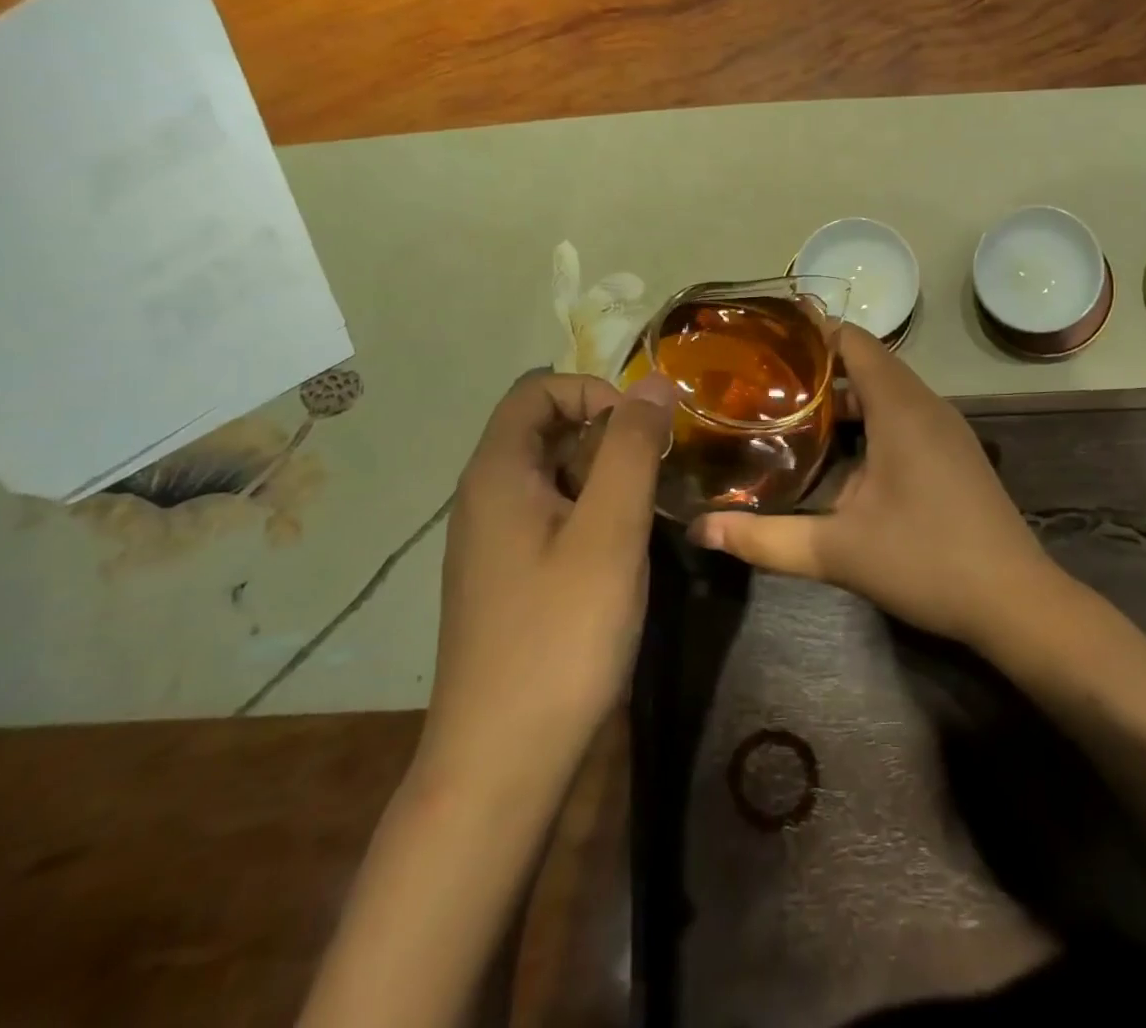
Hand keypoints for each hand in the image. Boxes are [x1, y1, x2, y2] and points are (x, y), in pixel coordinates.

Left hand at [419, 369, 675, 783]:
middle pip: (546, 431)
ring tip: (650, 513)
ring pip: (554, 477)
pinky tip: (624, 555)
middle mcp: (485, 499)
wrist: (503, 763)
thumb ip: (632, 448)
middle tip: (659, 473)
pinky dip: (593, 515)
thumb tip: (654, 382)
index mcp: (497, 475)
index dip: (594, 391)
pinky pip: (553, 519)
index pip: (538, 391)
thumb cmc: (560, 635)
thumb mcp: (610, 531)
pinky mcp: (510, 580)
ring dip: (606, 478)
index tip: (644, 430)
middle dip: (608, 436)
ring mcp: (494, 544)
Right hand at [689, 324, 1059, 648]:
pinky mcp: (955, 454)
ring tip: (791, 414)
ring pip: (889, 393)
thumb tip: (700, 528)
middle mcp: (927, 406)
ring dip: (845, 399)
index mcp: (901, 408)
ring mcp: (947, 430)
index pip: (855, 342)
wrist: (1014, 601)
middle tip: (764, 382)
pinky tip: (840, 455)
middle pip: (869, 365)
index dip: (813, 333)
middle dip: (819, 369)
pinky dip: (870, 420)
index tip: (766, 340)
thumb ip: (765, 538)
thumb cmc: (926, 561)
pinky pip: (906, 416)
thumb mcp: (837, 551)